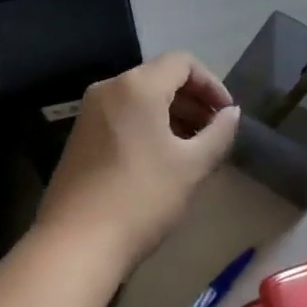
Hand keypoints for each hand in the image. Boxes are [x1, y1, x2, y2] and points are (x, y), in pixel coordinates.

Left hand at [36, 52, 241, 270]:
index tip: (227, 115)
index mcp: (137, 86)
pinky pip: (122, 114)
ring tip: (193, 147)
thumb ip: (218, 133)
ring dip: (172, 113)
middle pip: (160, 76)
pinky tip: (162, 157)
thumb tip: (231, 113)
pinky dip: (148, 124)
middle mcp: (109, 88)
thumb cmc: (142, 198)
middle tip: (215, 132)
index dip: (211, 83)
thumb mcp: (192, 166)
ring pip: (140, 97)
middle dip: (193, 99)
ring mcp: (90, 111)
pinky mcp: (80, 135)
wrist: (76, 244)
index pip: (183, 62)